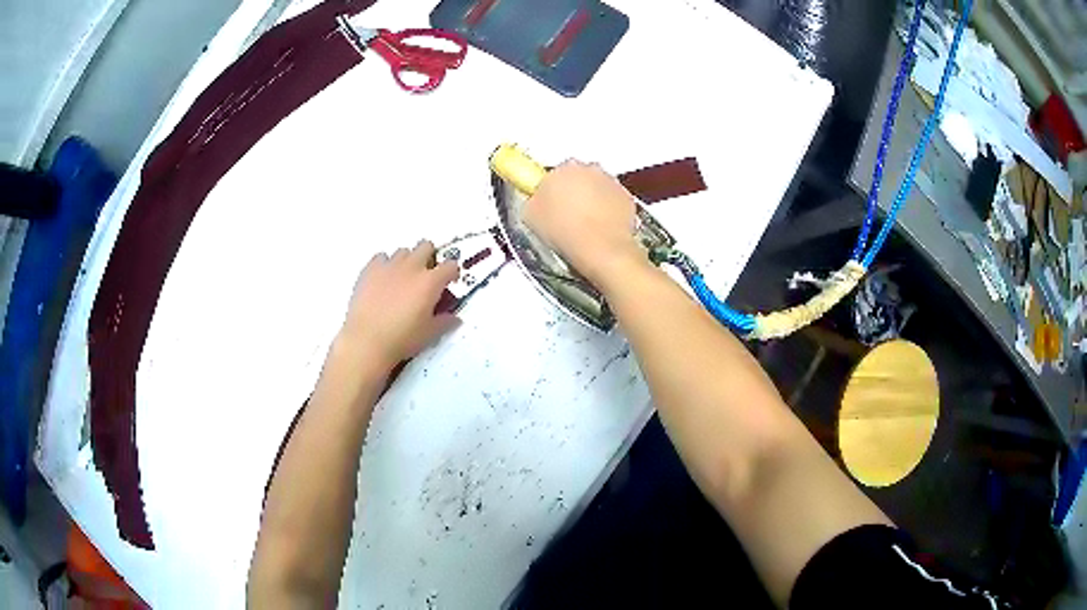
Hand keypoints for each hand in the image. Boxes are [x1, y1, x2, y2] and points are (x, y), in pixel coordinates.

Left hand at [335, 240, 459, 371]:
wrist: (367, 340)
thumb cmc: (401, 338)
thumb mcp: (429, 333)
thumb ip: (444, 322)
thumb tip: (453, 318)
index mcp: (430, 282)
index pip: (450, 266)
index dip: (452, 273)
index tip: (449, 282)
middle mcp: (411, 267)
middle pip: (426, 247)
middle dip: (429, 257)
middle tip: (425, 276)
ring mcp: (389, 266)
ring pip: (403, 251)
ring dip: (407, 261)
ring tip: (402, 279)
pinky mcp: (370, 269)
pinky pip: (381, 258)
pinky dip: (385, 265)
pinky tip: (383, 280)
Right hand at [524, 161, 644, 287]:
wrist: (601, 249)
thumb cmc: (564, 231)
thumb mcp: (530, 216)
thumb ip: (533, 200)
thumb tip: (536, 200)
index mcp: (563, 168)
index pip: (553, 172)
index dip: (551, 189)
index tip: (549, 204)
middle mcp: (589, 168)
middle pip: (578, 177)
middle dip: (572, 192)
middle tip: (565, 215)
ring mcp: (611, 182)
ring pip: (597, 187)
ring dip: (591, 200)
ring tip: (584, 225)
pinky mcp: (627, 197)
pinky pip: (613, 200)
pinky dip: (608, 210)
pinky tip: (600, 228)